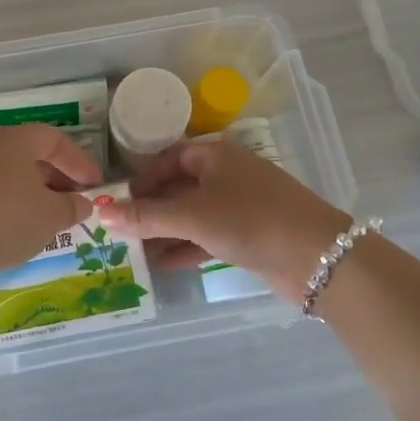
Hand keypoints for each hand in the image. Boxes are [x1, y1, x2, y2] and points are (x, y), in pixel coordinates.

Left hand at [0, 124, 100, 279]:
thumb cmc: (4, 219)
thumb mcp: (50, 217)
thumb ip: (72, 207)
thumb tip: (83, 202)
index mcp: (18, 140)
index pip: (55, 140)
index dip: (79, 162)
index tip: (95, 185)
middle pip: (30, 155)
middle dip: (56, 178)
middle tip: (72, 203)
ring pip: (8, 174)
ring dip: (30, 193)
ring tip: (45, 220)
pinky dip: (6, 205)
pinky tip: (10, 230)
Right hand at [101, 141, 349, 302]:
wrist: (317, 257)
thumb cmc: (249, 220)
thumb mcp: (192, 216)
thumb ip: (146, 216)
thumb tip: (102, 212)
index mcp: (216, 156)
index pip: (169, 159)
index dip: (143, 180)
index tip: (119, 203)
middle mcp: (228, 175)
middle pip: (180, 188)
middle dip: (151, 210)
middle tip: (120, 231)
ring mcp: (242, 206)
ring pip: (194, 215)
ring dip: (166, 232)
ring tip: (134, 251)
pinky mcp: (251, 235)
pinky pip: (209, 237)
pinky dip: (187, 248)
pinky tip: (162, 265)